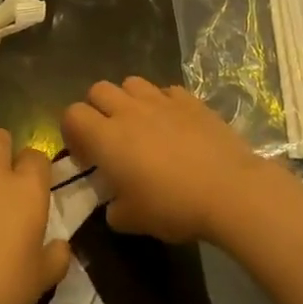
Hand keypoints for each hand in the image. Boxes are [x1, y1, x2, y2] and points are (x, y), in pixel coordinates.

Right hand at [61, 77, 285, 242]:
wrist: (230, 190)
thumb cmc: (173, 206)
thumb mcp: (133, 220)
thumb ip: (114, 208)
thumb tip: (114, 204)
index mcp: (106, 138)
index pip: (72, 115)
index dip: (72, 131)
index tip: (85, 154)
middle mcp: (128, 111)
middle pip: (98, 90)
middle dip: (97, 109)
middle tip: (109, 136)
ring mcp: (161, 101)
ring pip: (131, 83)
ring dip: (128, 100)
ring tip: (140, 124)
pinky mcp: (190, 100)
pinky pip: (166, 91)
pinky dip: (163, 103)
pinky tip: (173, 124)